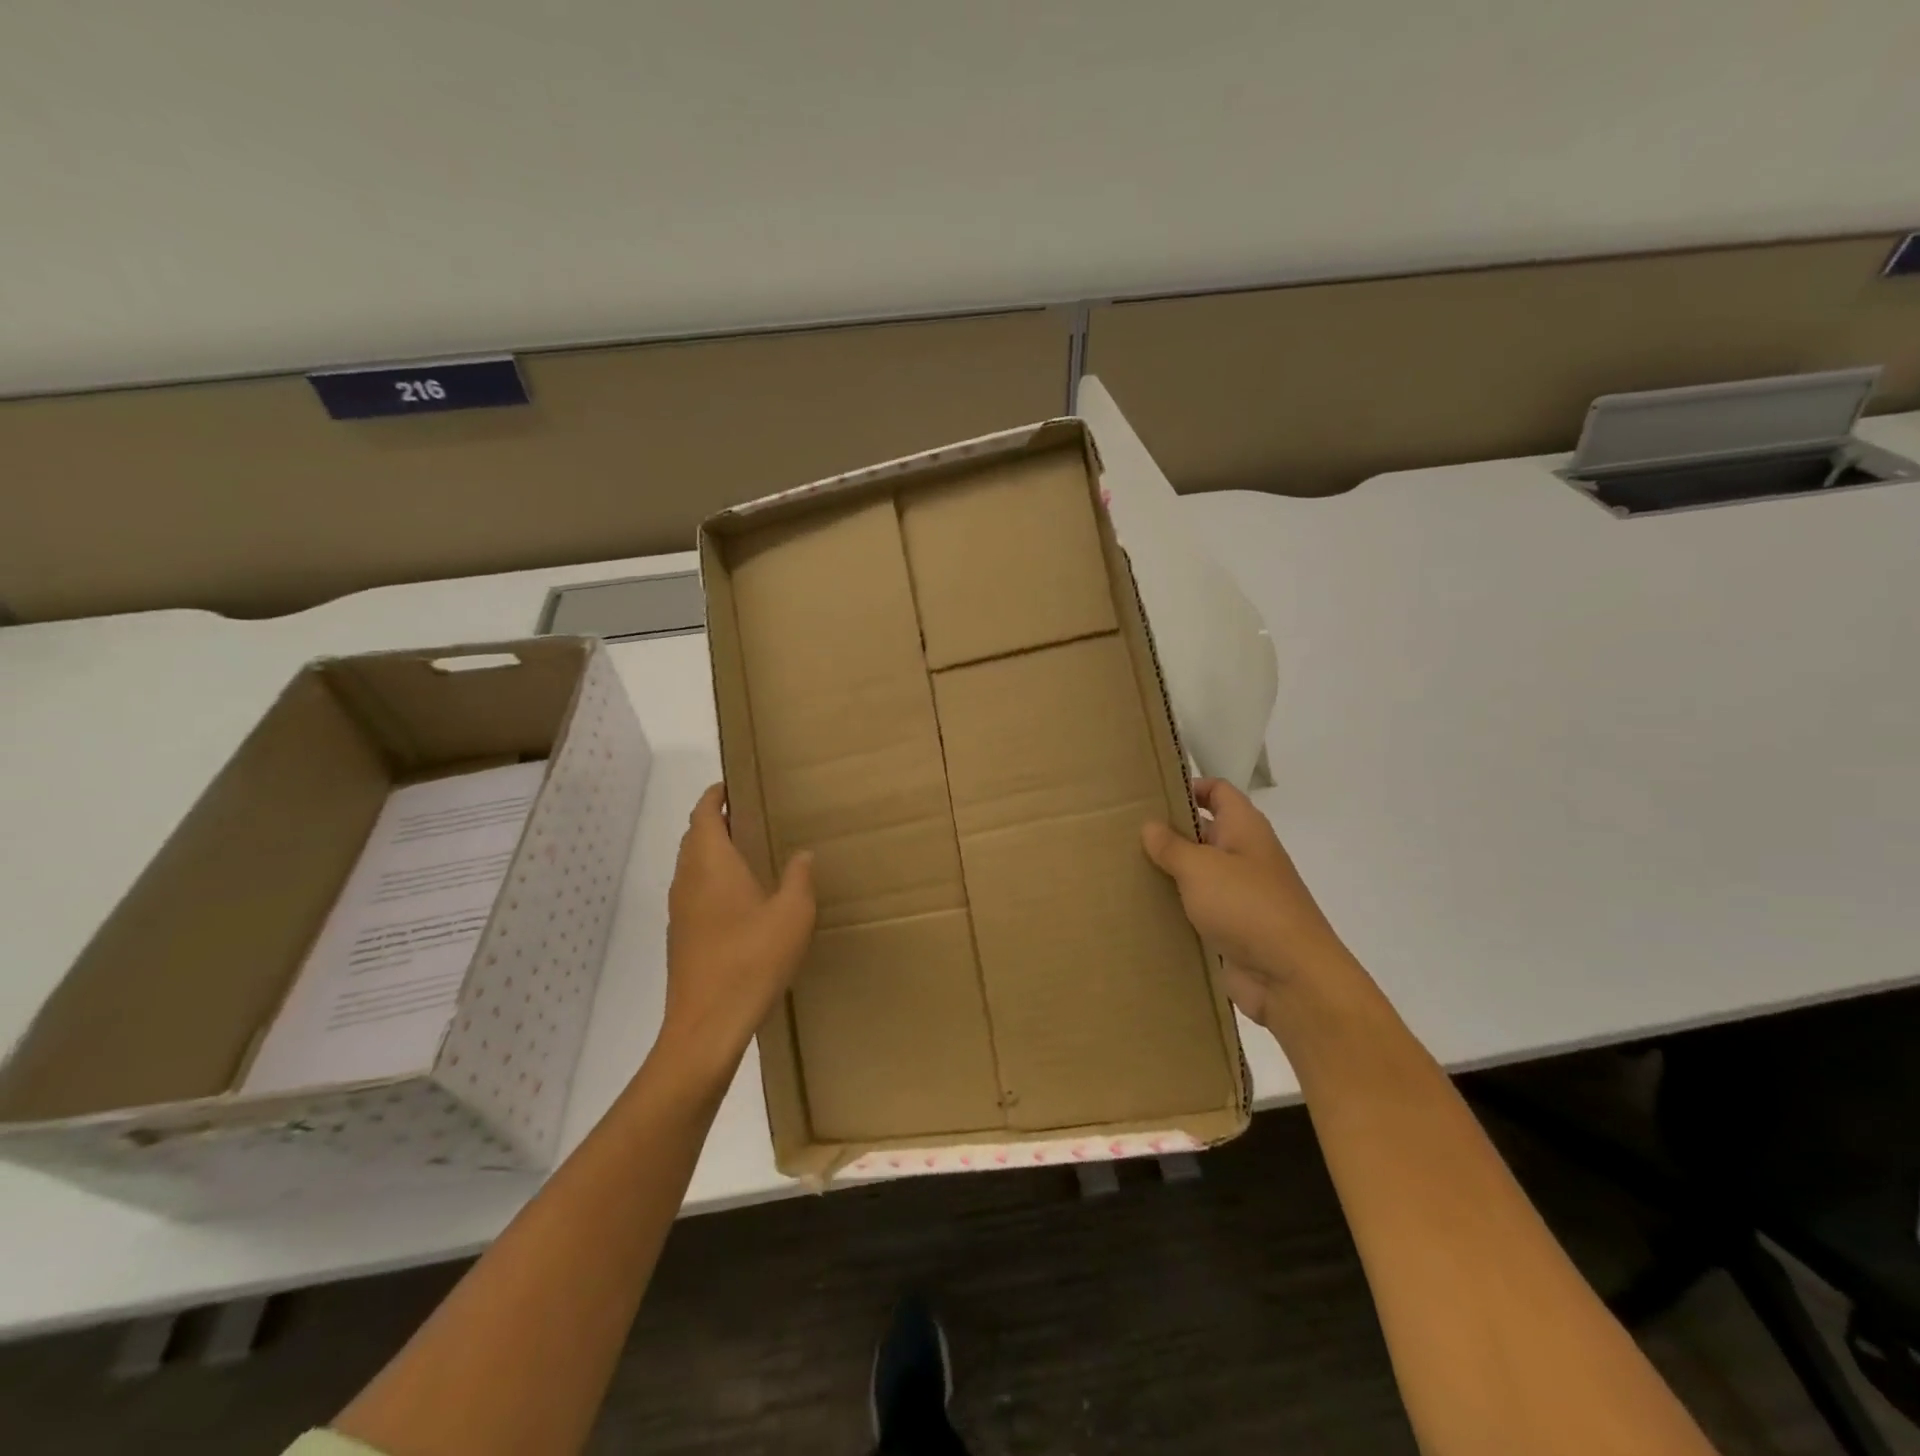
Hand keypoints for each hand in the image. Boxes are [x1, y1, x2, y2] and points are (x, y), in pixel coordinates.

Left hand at [661, 783, 815, 1072]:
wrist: (707, 1025)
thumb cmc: (752, 960)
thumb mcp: (793, 915)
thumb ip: (798, 878)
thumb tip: (802, 854)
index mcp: (712, 864)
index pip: (704, 815)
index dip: (714, 796)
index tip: (731, 785)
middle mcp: (688, 880)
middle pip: (694, 837)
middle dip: (715, 821)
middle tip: (749, 815)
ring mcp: (680, 911)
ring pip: (691, 866)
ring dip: (712, 851)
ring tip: (747, 851)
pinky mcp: (682, 937)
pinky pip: (694, 892)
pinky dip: (710, 880)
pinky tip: (739, 899)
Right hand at [1141, 778, 1346, 1025]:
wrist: (1291, 978)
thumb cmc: (1247, 907)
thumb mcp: (1201, 868)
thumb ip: (1172, 845)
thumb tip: (1150, 825)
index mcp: (1244, 829)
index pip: (1217, 792)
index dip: (1188, 786)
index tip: (1149, 794)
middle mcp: (1244, 856)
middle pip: (1203, 832)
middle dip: (1168, 832)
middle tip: (1121, 833)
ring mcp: (1239, 894)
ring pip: (1197, 873)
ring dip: (1167, 873)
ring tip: (1122, 869)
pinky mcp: (1231, 928)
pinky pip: (1197, 909)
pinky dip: (1174, 907)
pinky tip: (1141, 908)